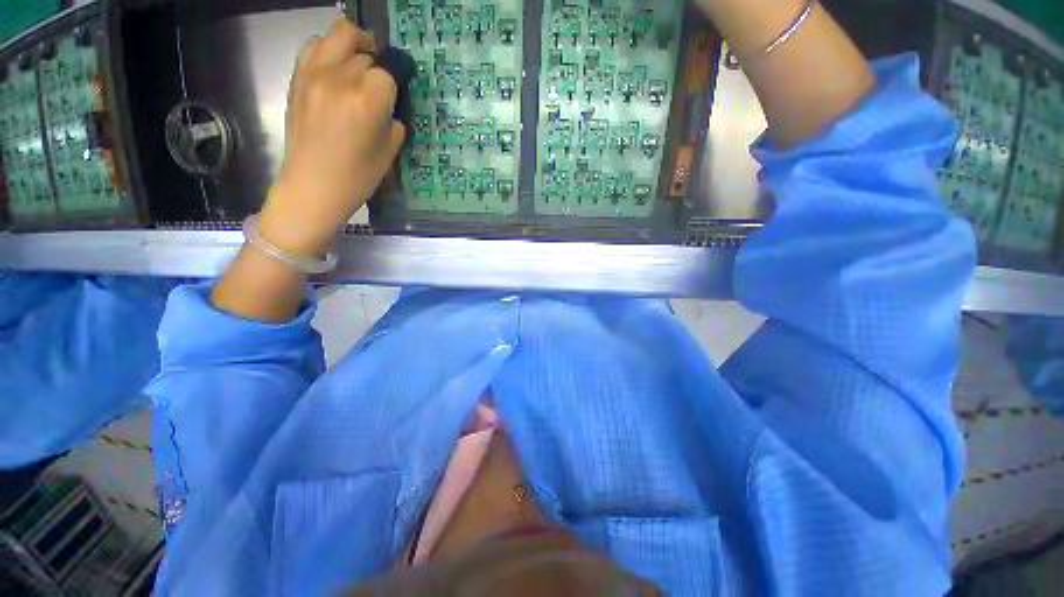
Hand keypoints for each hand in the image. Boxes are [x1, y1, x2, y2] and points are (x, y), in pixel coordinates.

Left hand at [259, 17, 405, 255]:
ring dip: (356, 44)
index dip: (395, 86)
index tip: (394, 101)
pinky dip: (330, 48)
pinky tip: (337, 66)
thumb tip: (391, 106)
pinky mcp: (298, 77)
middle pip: (367, 52)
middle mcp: (340, 78)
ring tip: (361, 61)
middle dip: (378, 66)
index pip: (388, 74)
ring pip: (340, 33)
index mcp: (367, 101)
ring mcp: (314, 73)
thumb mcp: (389, 153)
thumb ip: (394, 122)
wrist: (313, 186)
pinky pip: (315, 45)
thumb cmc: (357, 177)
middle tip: (380, 84)